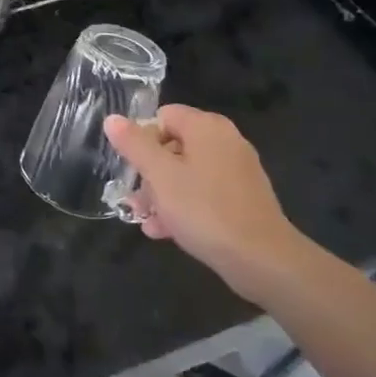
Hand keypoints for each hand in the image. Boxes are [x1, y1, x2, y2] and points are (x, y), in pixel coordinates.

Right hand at [105, 105, 309, 300]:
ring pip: (186, 173)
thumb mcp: (159, 175)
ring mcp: (237, 171)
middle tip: (136, 200)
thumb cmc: (205, 209)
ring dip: (161, 195)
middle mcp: (225, 142)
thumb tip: (112, 119)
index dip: (142, 139)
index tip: (133, 168)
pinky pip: (203, 193)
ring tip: (145, 220)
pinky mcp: (242, 199)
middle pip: (172, 146)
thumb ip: (134, 144)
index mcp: (207, 128)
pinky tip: (165, 231)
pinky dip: (184, 207)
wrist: (263, 260)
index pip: (163, 116)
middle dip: (149, 174)